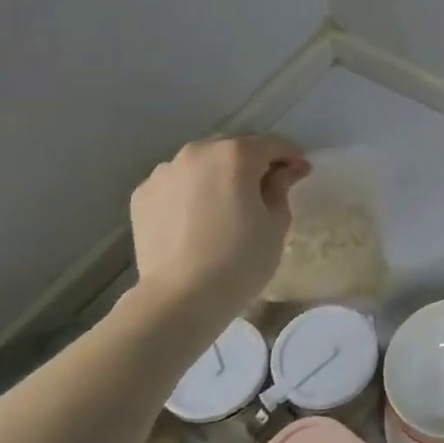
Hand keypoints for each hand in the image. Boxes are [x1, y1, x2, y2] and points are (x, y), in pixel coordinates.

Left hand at [128, 135, 308, 322]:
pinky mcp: (142, 195)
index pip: (272, 144)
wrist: (180, 298)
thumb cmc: (240, 260)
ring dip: (219, 174)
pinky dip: (192, 191)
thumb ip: (280, 188)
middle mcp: (197, 153)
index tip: (301, 171)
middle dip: (253, 162)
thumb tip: (284, 172)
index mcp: (235, 155)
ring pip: (202, 164)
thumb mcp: (276, 223)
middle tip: (266, 186)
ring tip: (227, 202)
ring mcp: (164, 172)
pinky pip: (177, 183)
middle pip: (233, 148)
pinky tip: (198, 217)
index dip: (291, 155)